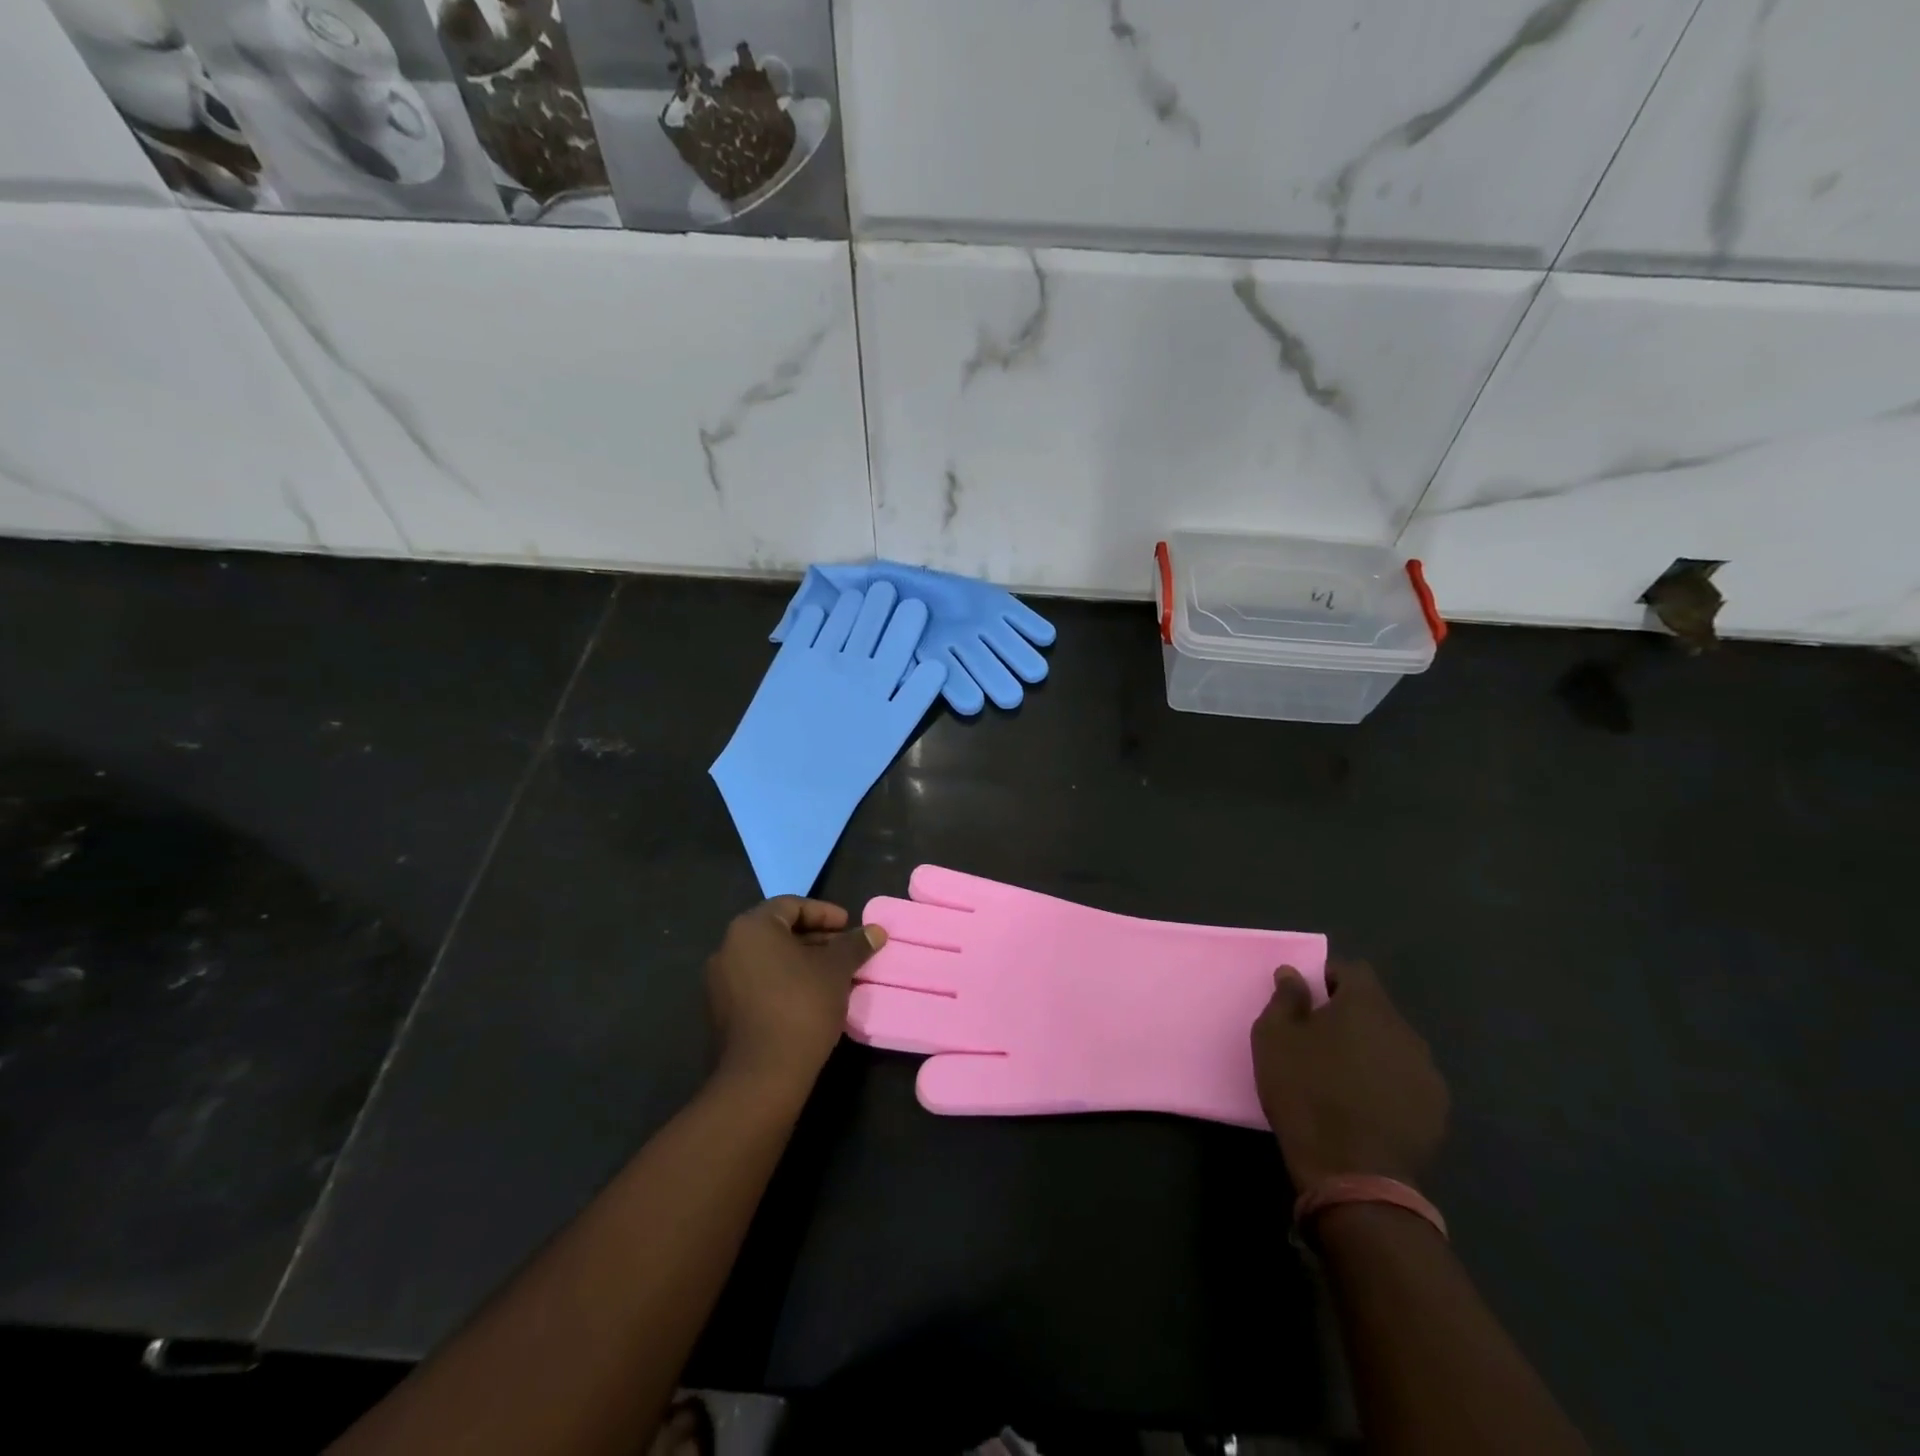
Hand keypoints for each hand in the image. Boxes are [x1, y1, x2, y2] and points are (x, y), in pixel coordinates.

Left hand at [706, 897, 885, 1100]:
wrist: (762, 1076)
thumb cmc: (801, 1006)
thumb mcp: (836, 970)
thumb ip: (855, 945)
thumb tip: (876, 931)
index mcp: (751, 928)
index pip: (791, 905)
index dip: (825, 913)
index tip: (849, 926)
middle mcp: (728, 948)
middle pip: (778, 932)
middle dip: (816, 939)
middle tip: (846, 950)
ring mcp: (720, 982)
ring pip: (769, 960)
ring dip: (802, 962)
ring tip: (834, 975)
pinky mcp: (722, 1012)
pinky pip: (758, 983)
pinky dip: (785, 982)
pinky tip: (811, 997)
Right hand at [1251, 960, 1448, 1190]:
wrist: (1352, 1173)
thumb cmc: (1305, 1092)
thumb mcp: (1274, 1038)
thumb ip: (1285, 998)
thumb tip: (1293, 974)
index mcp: (1366, 1006)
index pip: (1353, 971)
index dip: (1329, 978)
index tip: (1308, 998)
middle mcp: (1405, 1031)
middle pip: (1375, 1009)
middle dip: (1350, 1017)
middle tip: (1319, 1040)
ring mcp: (1427, 1073)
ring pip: (1393, 1046)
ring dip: (1371, 1051)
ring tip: (1343, 1077)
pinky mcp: (1437, 1112)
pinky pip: (1407, 1082)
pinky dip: (1388, 1085)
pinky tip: (1366, 1108)